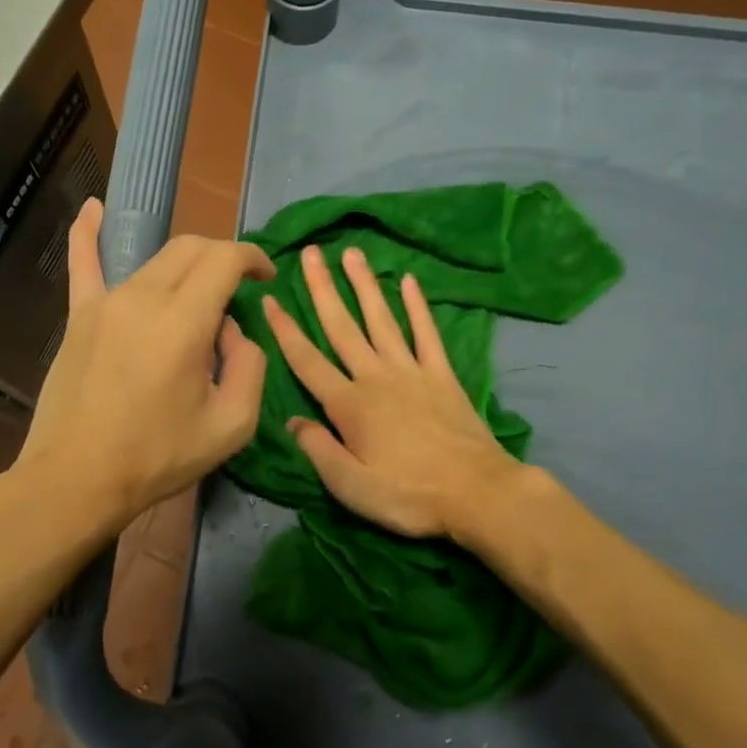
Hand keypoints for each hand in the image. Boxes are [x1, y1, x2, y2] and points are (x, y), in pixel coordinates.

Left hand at [15, 199, 275, 534]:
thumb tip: (235, 333)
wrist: (76, 478)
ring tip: (197, 300)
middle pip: (192, 249)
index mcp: (184, 321)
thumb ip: (250, 366)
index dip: (253, 259)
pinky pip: (84, 263)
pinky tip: (93, 207)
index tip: (265, 277)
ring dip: (185, 268)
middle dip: (222, 259)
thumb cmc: (157, 456)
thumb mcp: (231, 425)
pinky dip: (88, 232)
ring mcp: (106, 301)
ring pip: (155, 260)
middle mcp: (144, 296)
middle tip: (236, 290)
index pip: (225, 258)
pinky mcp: (79, 315)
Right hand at [263, 244, 524, 540]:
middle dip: (323, 289)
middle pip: (342, 327)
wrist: (477, 493)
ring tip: (352, 253)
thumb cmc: (407, 495)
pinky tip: (409, 281)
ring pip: (381, 319)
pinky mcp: (442, 375)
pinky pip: (426, 333)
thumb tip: (291, 421)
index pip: (307, 360)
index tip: (270, 298)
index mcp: (348, 404)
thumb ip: (318, 449)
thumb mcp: (350, 486)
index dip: (285, 330)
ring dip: (364, 285)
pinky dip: (417, 306)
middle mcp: (375, 377)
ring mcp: (411, 371)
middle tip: (311, 253)